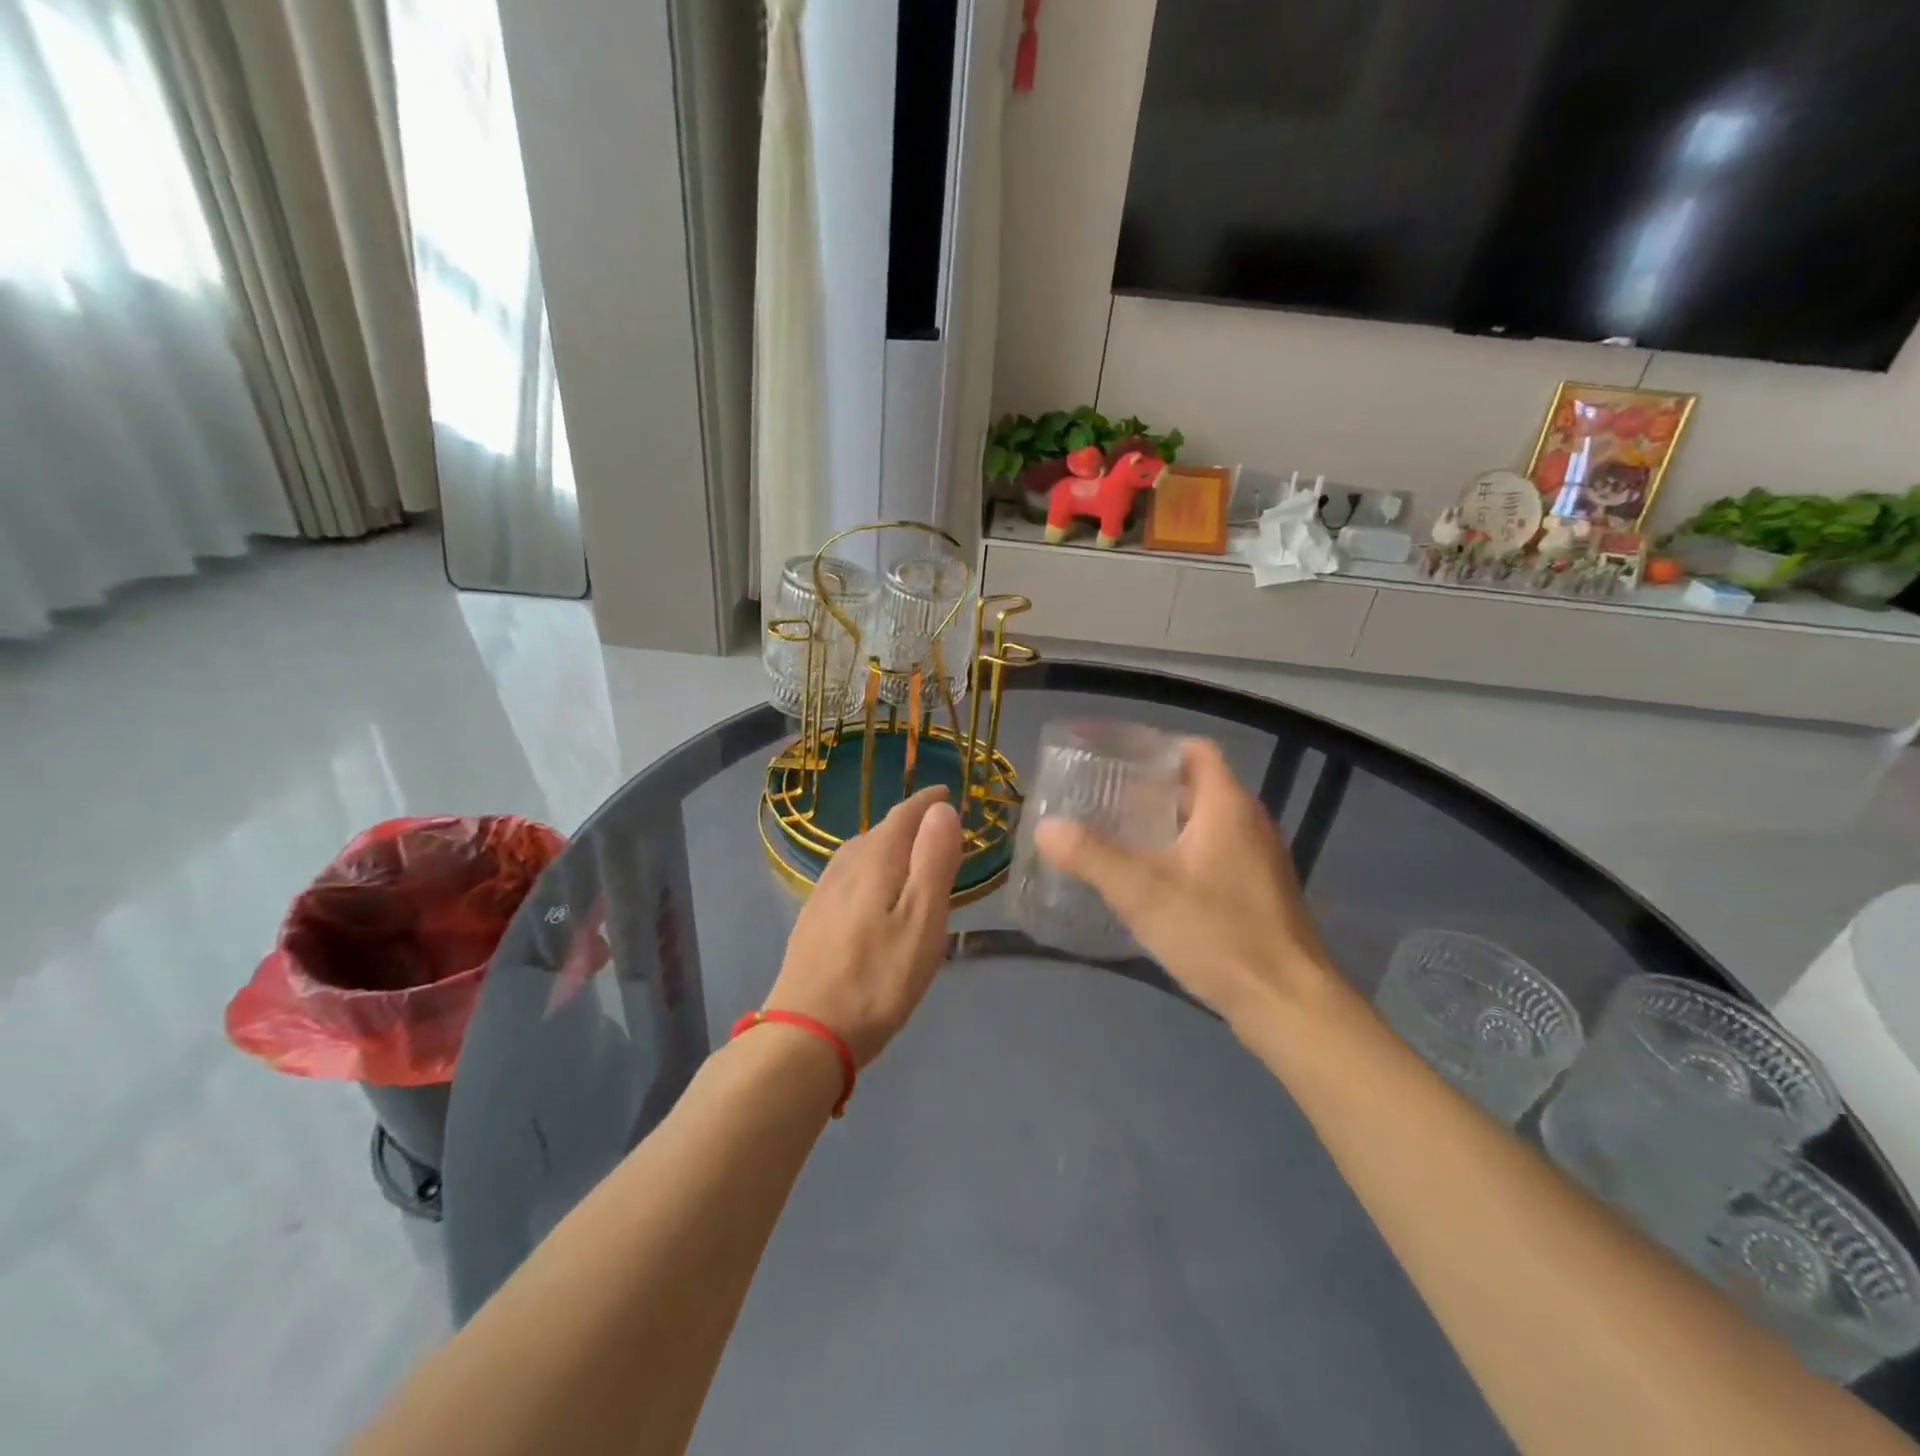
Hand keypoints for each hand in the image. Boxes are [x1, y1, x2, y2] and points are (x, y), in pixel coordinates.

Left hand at [765, 786, 963, 1067]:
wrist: (807, 1032)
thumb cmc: (877, 979)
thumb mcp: (922, 921)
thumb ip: (933, 862)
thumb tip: (942, 809)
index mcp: (875, 861)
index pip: (904, 815)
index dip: (927, 802)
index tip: (947, 793)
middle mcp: (845, 867)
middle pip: (881, 831)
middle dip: (910, 823)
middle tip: (938, 830)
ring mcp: (824, 893)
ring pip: (861, 853)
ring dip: (888, 845)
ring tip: (910, 855)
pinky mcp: (813, 920)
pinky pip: (848, 876)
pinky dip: (870, 870)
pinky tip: (872, 892)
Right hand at [1033, 738, 1334, 1025]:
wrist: (1287, 1003)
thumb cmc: (1217, 933)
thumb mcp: (1142, 892)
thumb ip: (1091, 856)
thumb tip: (1045, 827)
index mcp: (1227, 806)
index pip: (1195, 751)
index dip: (1156, 747)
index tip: (1114, 759)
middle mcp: (1250, 823)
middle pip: (1197, 786)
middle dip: (1151, 789)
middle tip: (1103, 799)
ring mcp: (1259, 859)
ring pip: (1206, 823)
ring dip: (1165, 823)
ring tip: (1118, 836)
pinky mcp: (1259, 892)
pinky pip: (1216, 853)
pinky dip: (1183, 853)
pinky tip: (1152, 881)